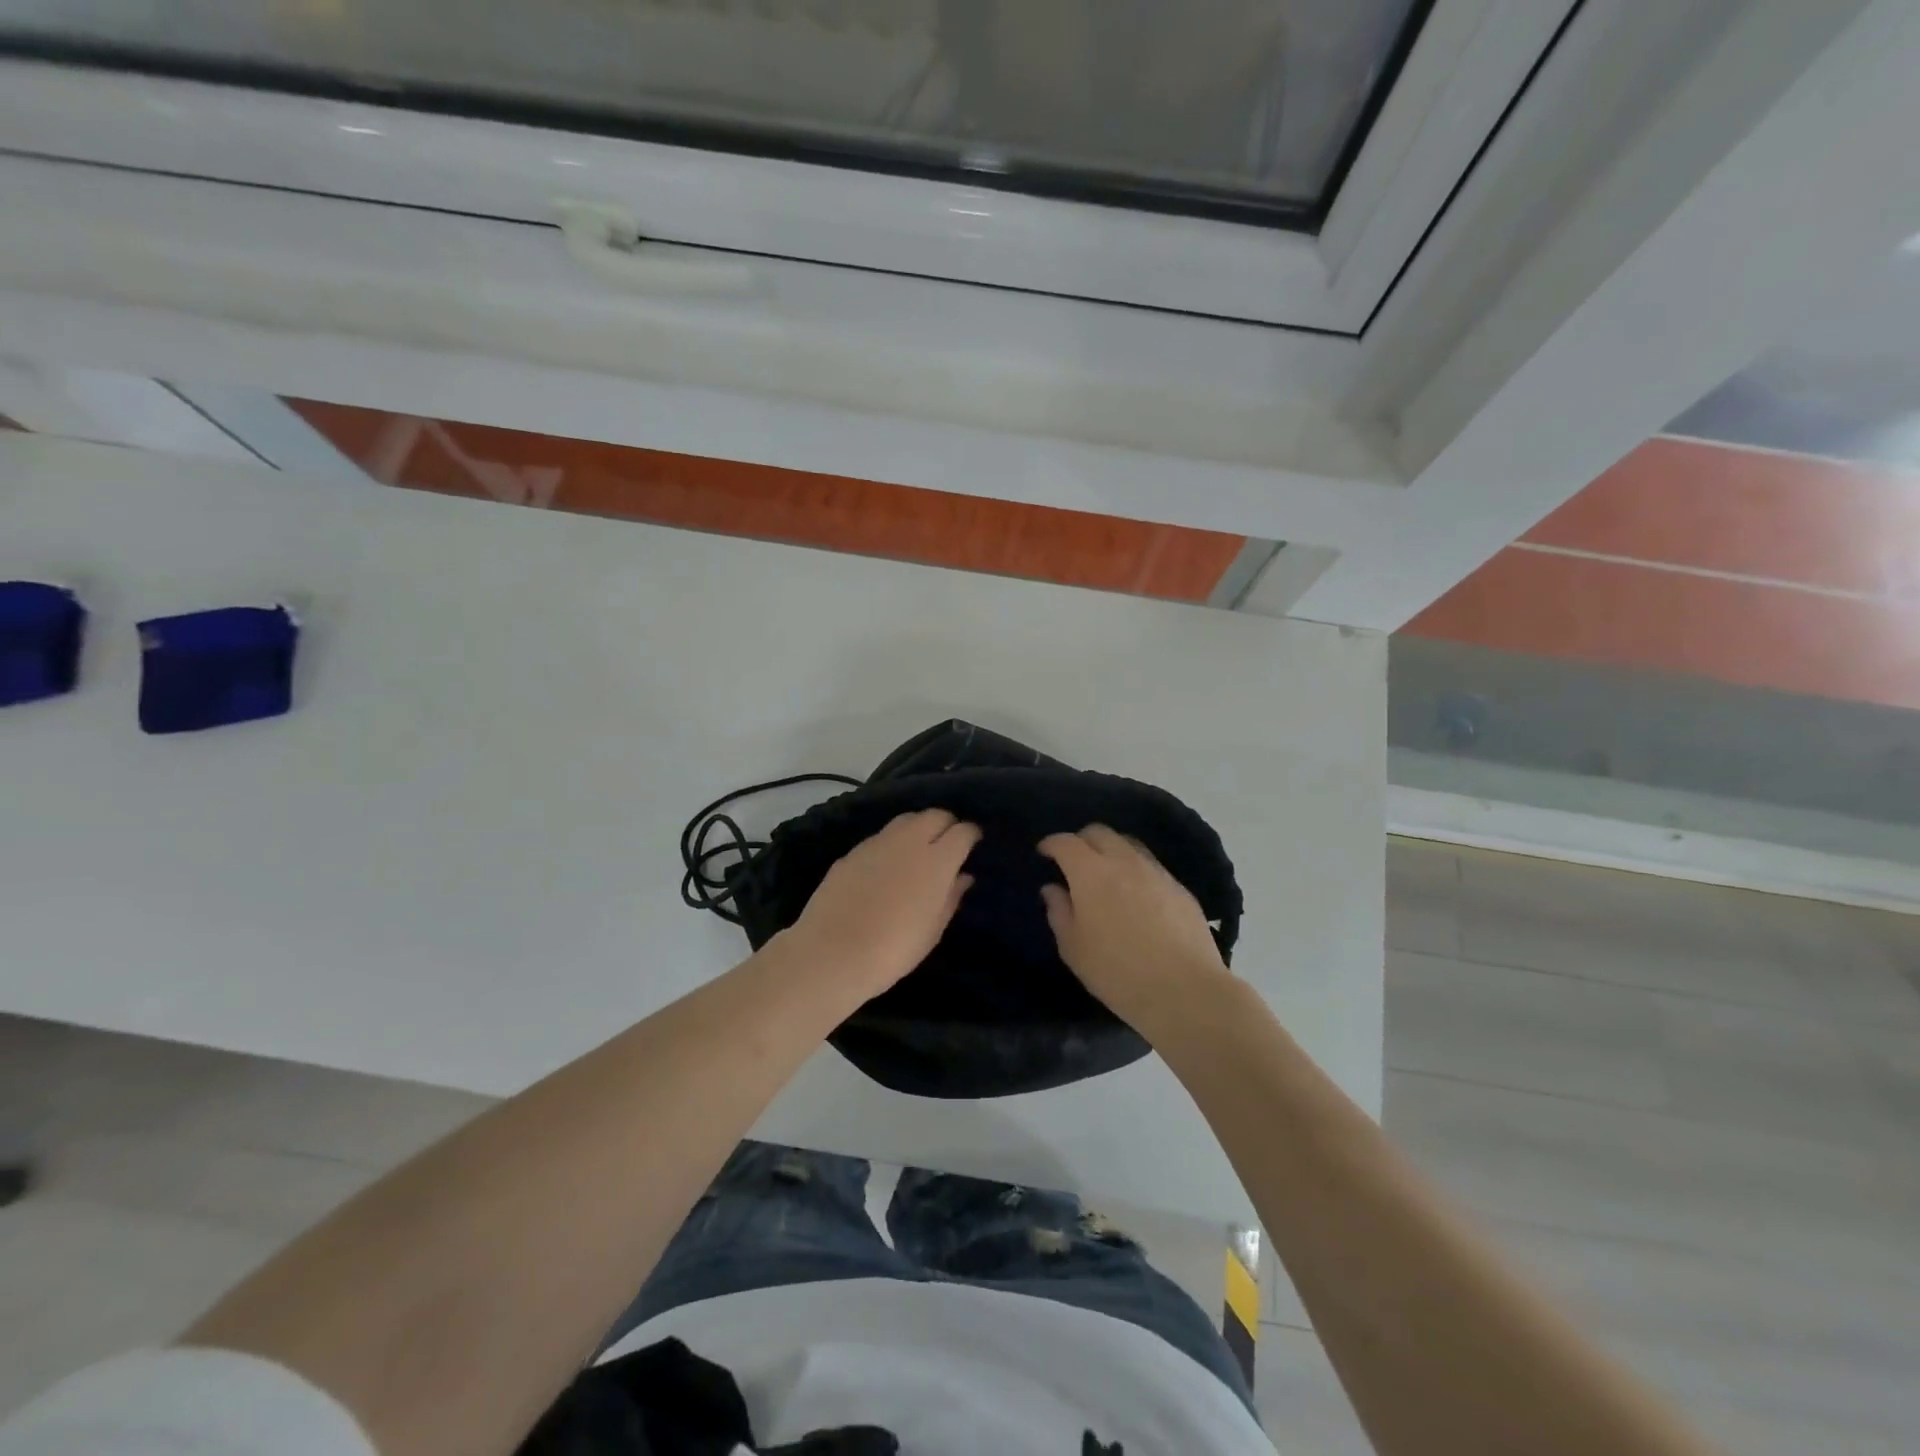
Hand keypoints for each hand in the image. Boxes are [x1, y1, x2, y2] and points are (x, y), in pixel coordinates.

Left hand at [784, 810, 981, 996]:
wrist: (832, 953)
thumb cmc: (894, 949)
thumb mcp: (933, 929)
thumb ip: (951, 896)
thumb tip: (963, 876)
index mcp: (937, 860)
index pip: (963, 831)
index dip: (971, 836)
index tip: (973, 846)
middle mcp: (909, 841)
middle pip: (935, 815)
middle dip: (946, 825)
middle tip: (948, 846)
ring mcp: (878, 842)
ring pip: (907, 819)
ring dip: (919, 828)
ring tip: (919, 851)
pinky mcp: (853, 851)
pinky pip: (882, 837)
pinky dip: (893, 843)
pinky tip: (888, 865)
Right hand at [1039, 824, 1232, 1033]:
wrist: (1185, 990)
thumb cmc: (1118, 972)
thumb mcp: (1074, 949)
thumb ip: (1059, 912)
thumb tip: (1053, 889)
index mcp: (1091, 873)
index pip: (1066, 842)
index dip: (1051, 843)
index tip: (1044, 852)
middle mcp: (1124, 862)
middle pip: (1099, 832)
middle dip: (1081, 840)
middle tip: (1074, 862)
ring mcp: (1156, 872)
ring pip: (1128, 844)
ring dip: (1111, 850)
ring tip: (1106, 874)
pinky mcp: (1179, 887)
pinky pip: (1151, 865)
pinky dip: (1136, 870)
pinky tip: (1136, 895)